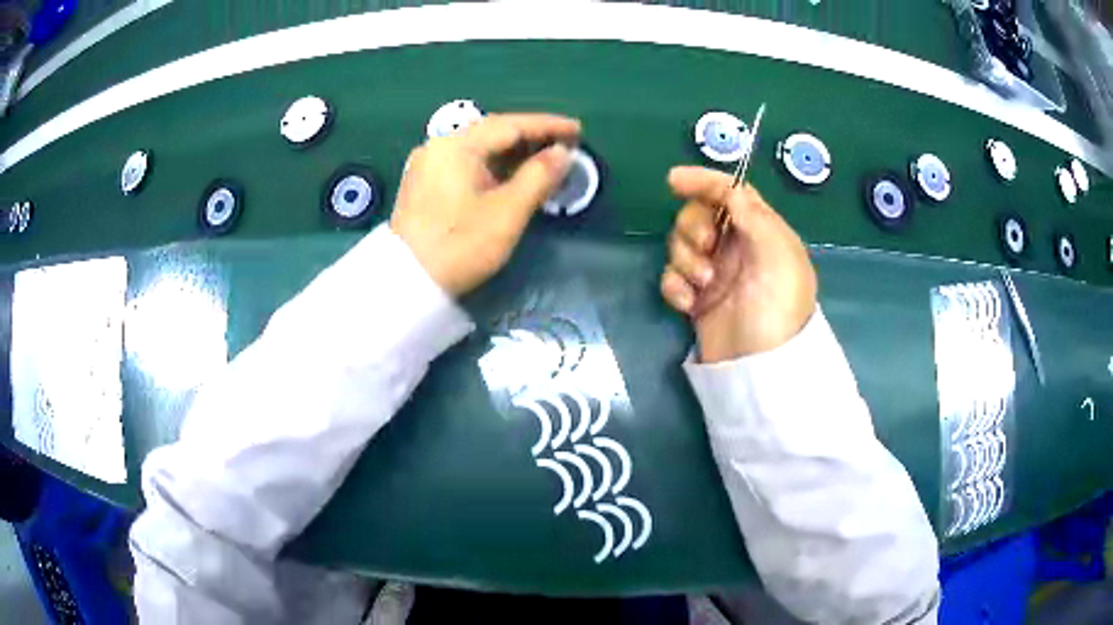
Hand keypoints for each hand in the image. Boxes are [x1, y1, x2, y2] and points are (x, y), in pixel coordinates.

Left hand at [391, 113, 580, 295]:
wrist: (406, 282)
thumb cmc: (460, 245)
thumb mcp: (507, 212)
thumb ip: (539, 176)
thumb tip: (562, 153)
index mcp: (457, 145)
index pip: (511, 124)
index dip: (548, 126)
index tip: (578, 129)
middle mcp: (439, 145)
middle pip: (492, 132)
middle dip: (531, 137)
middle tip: (565, 145)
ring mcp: (428, 163)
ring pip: (479, 148)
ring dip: (513, 153)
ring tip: (545, 160)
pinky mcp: (424, 183)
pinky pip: (466, 162)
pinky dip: (493, 165)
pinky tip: (511, 175)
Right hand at [660, 167, 816, 362]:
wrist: (760, 368)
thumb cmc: (777, 308)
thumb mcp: (778, 257)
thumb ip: (755, 217)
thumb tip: (731, 189)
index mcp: (762, 232)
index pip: (730, 193)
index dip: (703, 181)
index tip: (674, 181)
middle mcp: (737, 247)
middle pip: (699, 215)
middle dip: (693, 227)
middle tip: (705, 248)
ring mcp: (715, 274)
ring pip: (681, 245)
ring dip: (684, 260)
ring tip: (702, 286)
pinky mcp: (697, 298)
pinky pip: (672, 278)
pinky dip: (674, 287)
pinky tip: (687, 305)